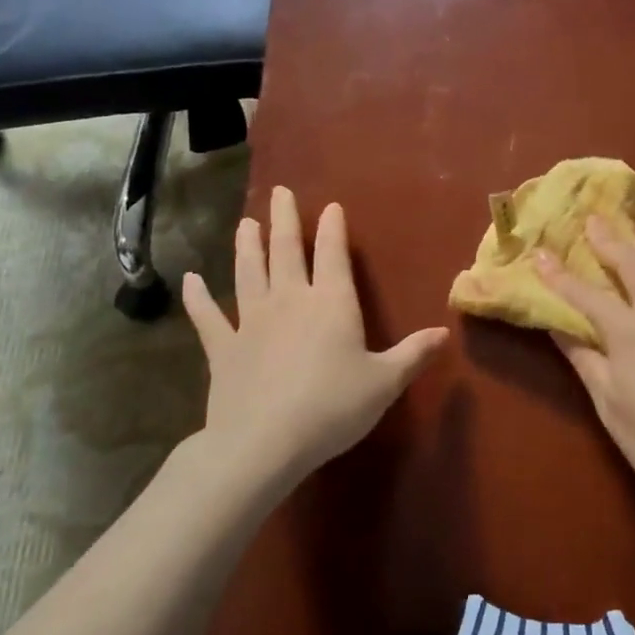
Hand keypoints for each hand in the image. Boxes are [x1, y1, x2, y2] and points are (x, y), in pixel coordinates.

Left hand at [179, 186, 447, 500]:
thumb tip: (444, 332)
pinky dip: (198, 298)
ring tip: (246, 222)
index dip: (333, 228)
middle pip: (285, 251)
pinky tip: (190, 280)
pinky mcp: (223, 348)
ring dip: (247, 246)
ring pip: (248, 273)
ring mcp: (251, 321)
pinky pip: (207, 317)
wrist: (264, 442)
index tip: (330, 206)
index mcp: (331, 303)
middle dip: (285, 220)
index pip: (333, 255)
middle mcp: (290, 300)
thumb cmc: (333, 407)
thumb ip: (413, 354)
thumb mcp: (385, 382)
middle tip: (281, 192)